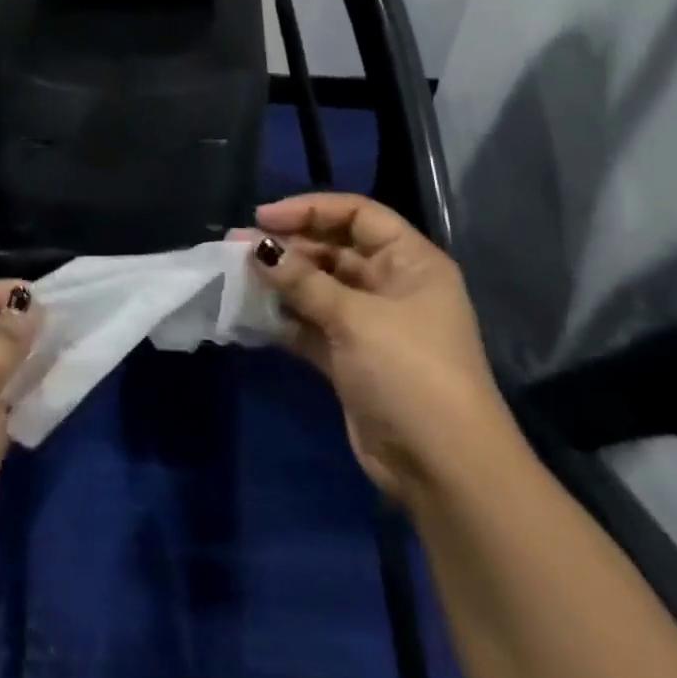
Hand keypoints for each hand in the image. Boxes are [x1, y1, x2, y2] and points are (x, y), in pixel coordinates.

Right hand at [249, 193, 517, 501]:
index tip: (263, 216)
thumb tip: (257, 247)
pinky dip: (283, 318)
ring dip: (280, 282)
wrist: (442, 467)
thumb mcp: (355, 318)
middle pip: (334, 249)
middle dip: (288, 246)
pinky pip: (311, 324)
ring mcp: (370, 324)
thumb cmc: (409, 372)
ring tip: (235, 275)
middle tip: (237, 247)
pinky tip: (248, 312)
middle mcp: (391, 285)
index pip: (358, 214)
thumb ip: (303, 281)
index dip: (310, 209)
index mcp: (410, 262)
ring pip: (318, 288)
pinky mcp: (350, 358)